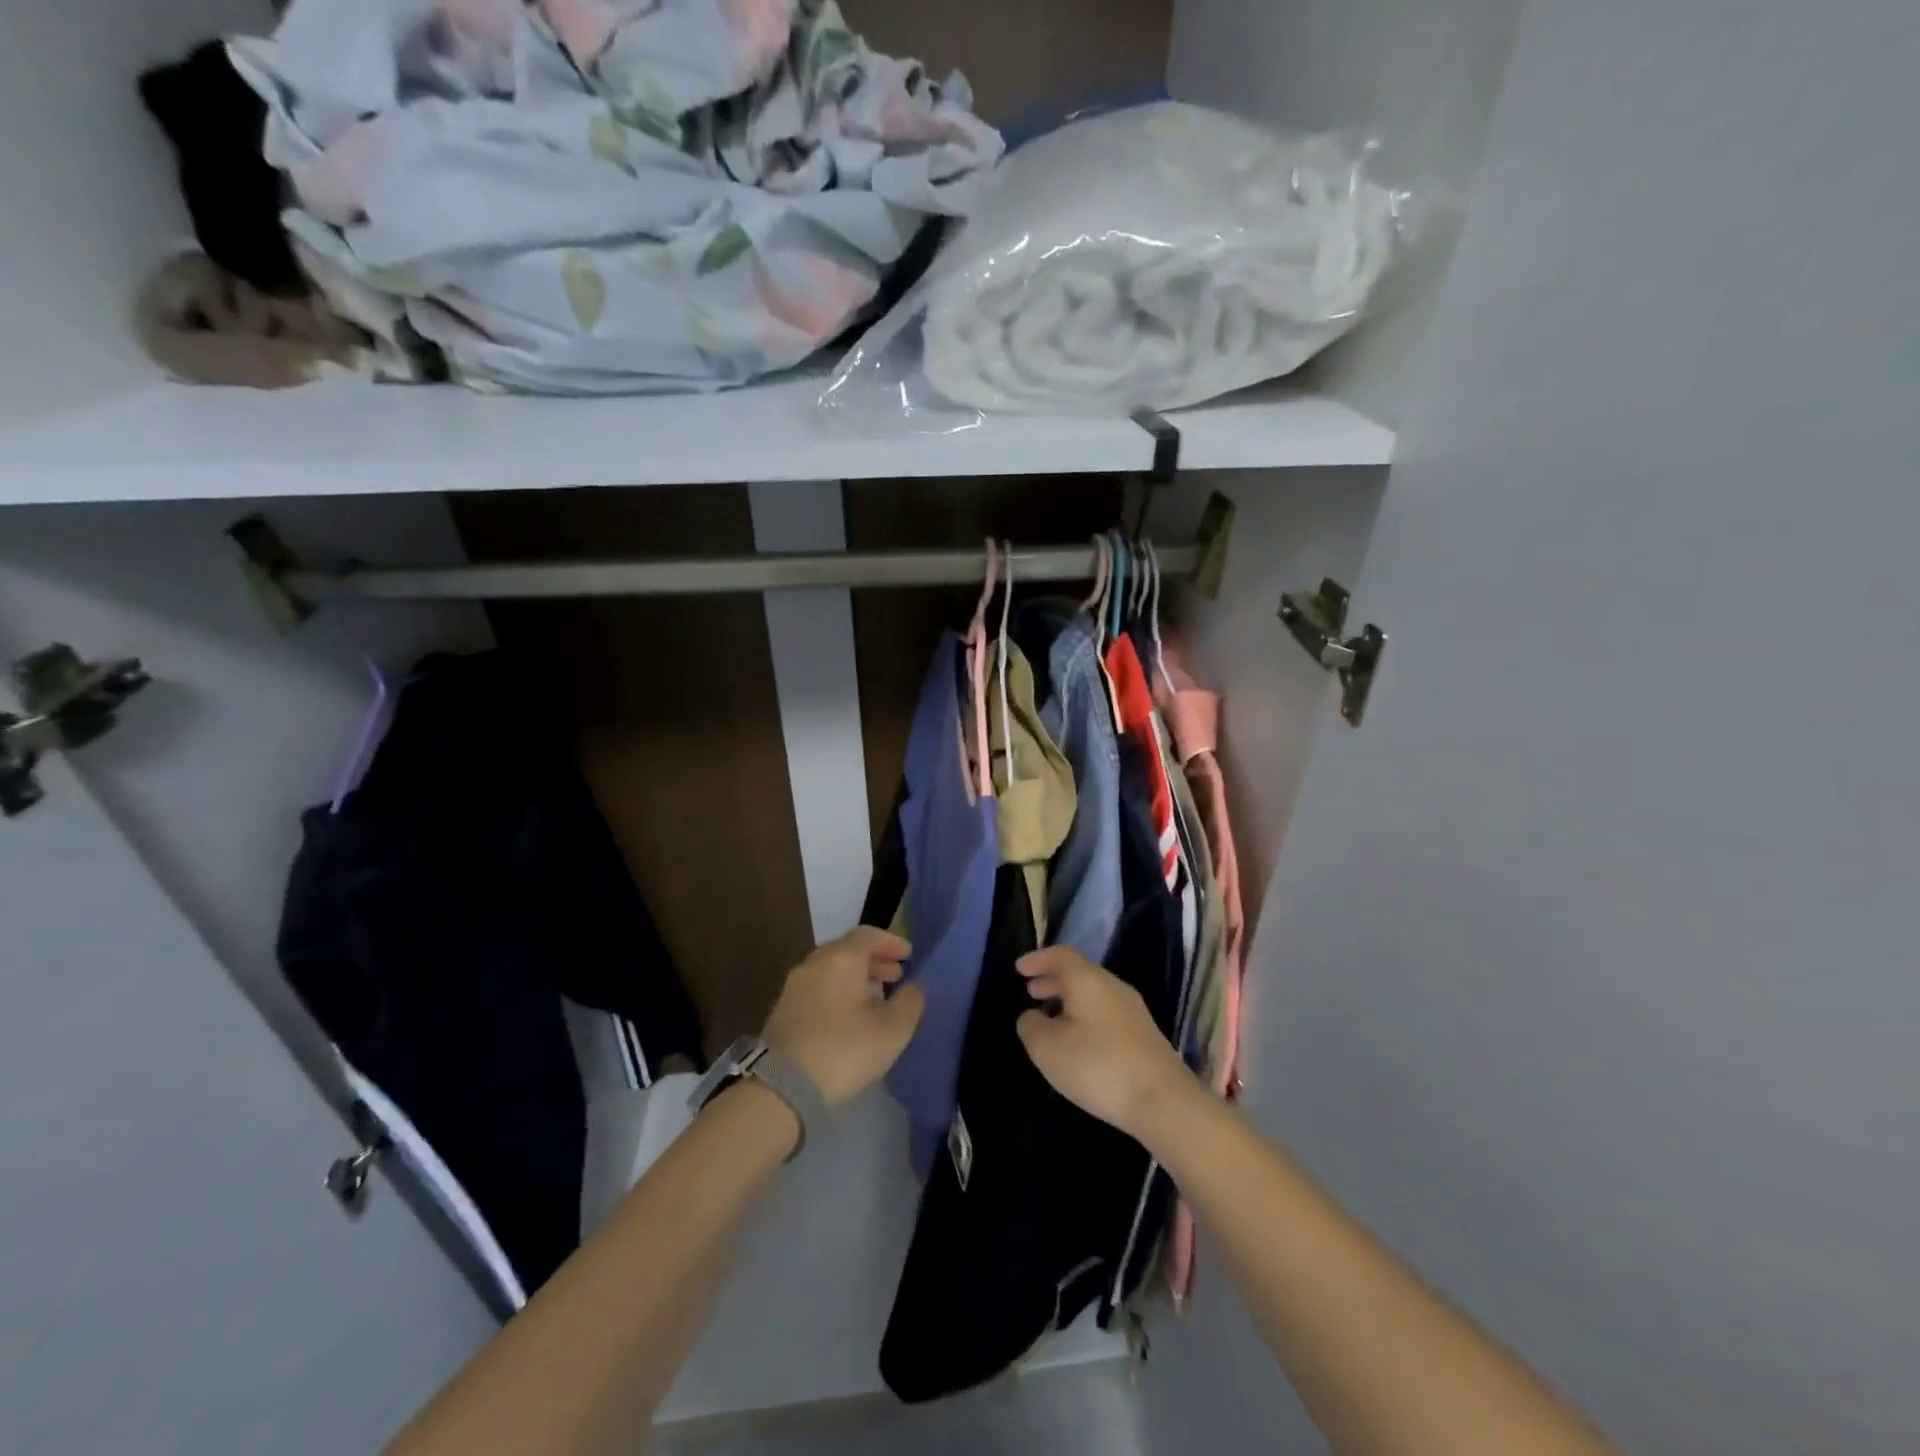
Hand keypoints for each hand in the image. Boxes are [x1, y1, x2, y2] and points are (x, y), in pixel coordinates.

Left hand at [762, 927, 923, 1106]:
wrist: (781, 1086)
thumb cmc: (844, 1050)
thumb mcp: (891, 1030)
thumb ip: (909, 1003)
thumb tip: (914, 987)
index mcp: (841, 958)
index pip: (869, 935)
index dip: (892, 942)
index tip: (909, 954)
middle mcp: (814, 963)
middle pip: (848, 949)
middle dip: (875, 959)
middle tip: (896, 975)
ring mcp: (794, 986)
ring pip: (831, 969)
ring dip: (856, 976)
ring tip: (876, 996)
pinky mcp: (783, 1009)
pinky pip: (818, 987)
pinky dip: (839, 990)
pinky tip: (850, 1015)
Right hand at [1015, 947, 1195, 1142]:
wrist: (1163, 1100)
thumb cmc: (1097, 1066)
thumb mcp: (1048, 1048)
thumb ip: (1031, 1026)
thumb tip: (1031, 1016)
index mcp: (1088, 980)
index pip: (1060, 956)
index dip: (1038, 959)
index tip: (1019, 968)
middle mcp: (1112, 986)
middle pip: (1079, 973)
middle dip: (1053, 980)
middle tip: (1031, 992)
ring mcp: (1133, 1010)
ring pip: (1094, 993)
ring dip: (1069, 1000)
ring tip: (1051, 1017)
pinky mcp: (1144, 1034)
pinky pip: (1106, 1012)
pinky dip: (1085, 1016)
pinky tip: (1079, 1040)